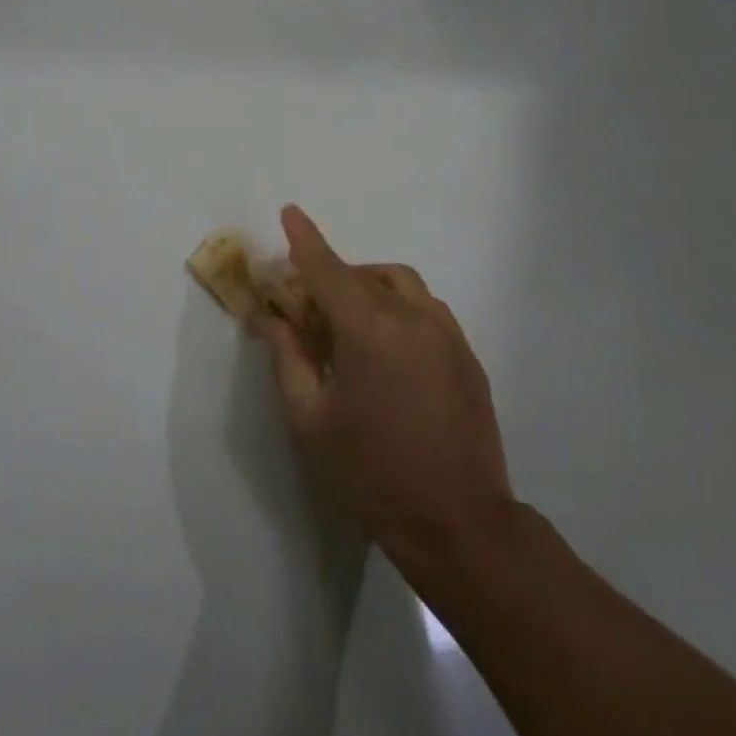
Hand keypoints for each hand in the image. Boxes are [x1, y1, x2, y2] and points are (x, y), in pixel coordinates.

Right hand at [251, 206, 513, 563]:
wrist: (459, 524)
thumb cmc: (371, 473)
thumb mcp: (310, 420)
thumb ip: (287, 358)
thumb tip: (267, 318)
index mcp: (369, 330)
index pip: (327, 270)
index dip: (305, 239)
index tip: (290, 212)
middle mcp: (412, 317)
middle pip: (364, 274)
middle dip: (332, 275)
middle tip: (307, 304)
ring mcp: (448, 334)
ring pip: (402, 284)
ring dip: (369, 285)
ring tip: (348, 321)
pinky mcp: (468, 355)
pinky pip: (427, 308)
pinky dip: (399, 306)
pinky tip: (388, 346)